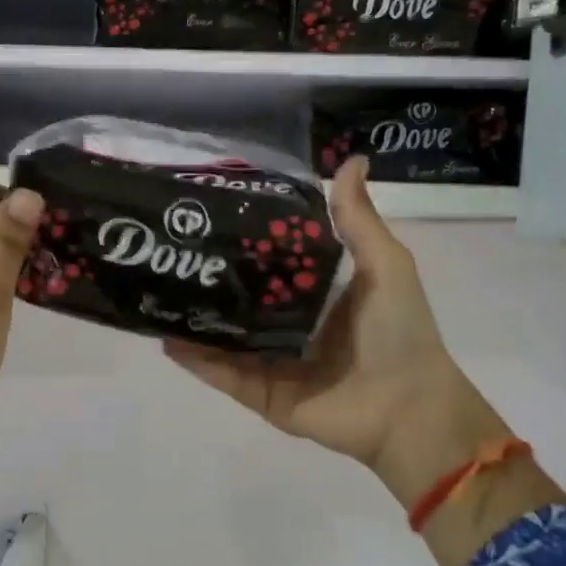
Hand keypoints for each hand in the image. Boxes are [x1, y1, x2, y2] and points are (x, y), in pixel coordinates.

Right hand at [165, 157, 511, 510]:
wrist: (407, 407)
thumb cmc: (399, 330)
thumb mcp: (385, 264)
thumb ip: (357, 219)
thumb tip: (351, 159)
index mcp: (317, 294)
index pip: (272, 263)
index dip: (245, 241)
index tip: (211, 214)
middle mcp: (290, 325)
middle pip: (242, 300)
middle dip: (210, 280)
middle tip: (172, 250)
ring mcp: (272, 362)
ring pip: (224, 338)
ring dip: (195, 320)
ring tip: (157, 291)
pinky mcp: (261, 394)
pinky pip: (223, 374)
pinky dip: (195, 360)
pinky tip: (166, 338)